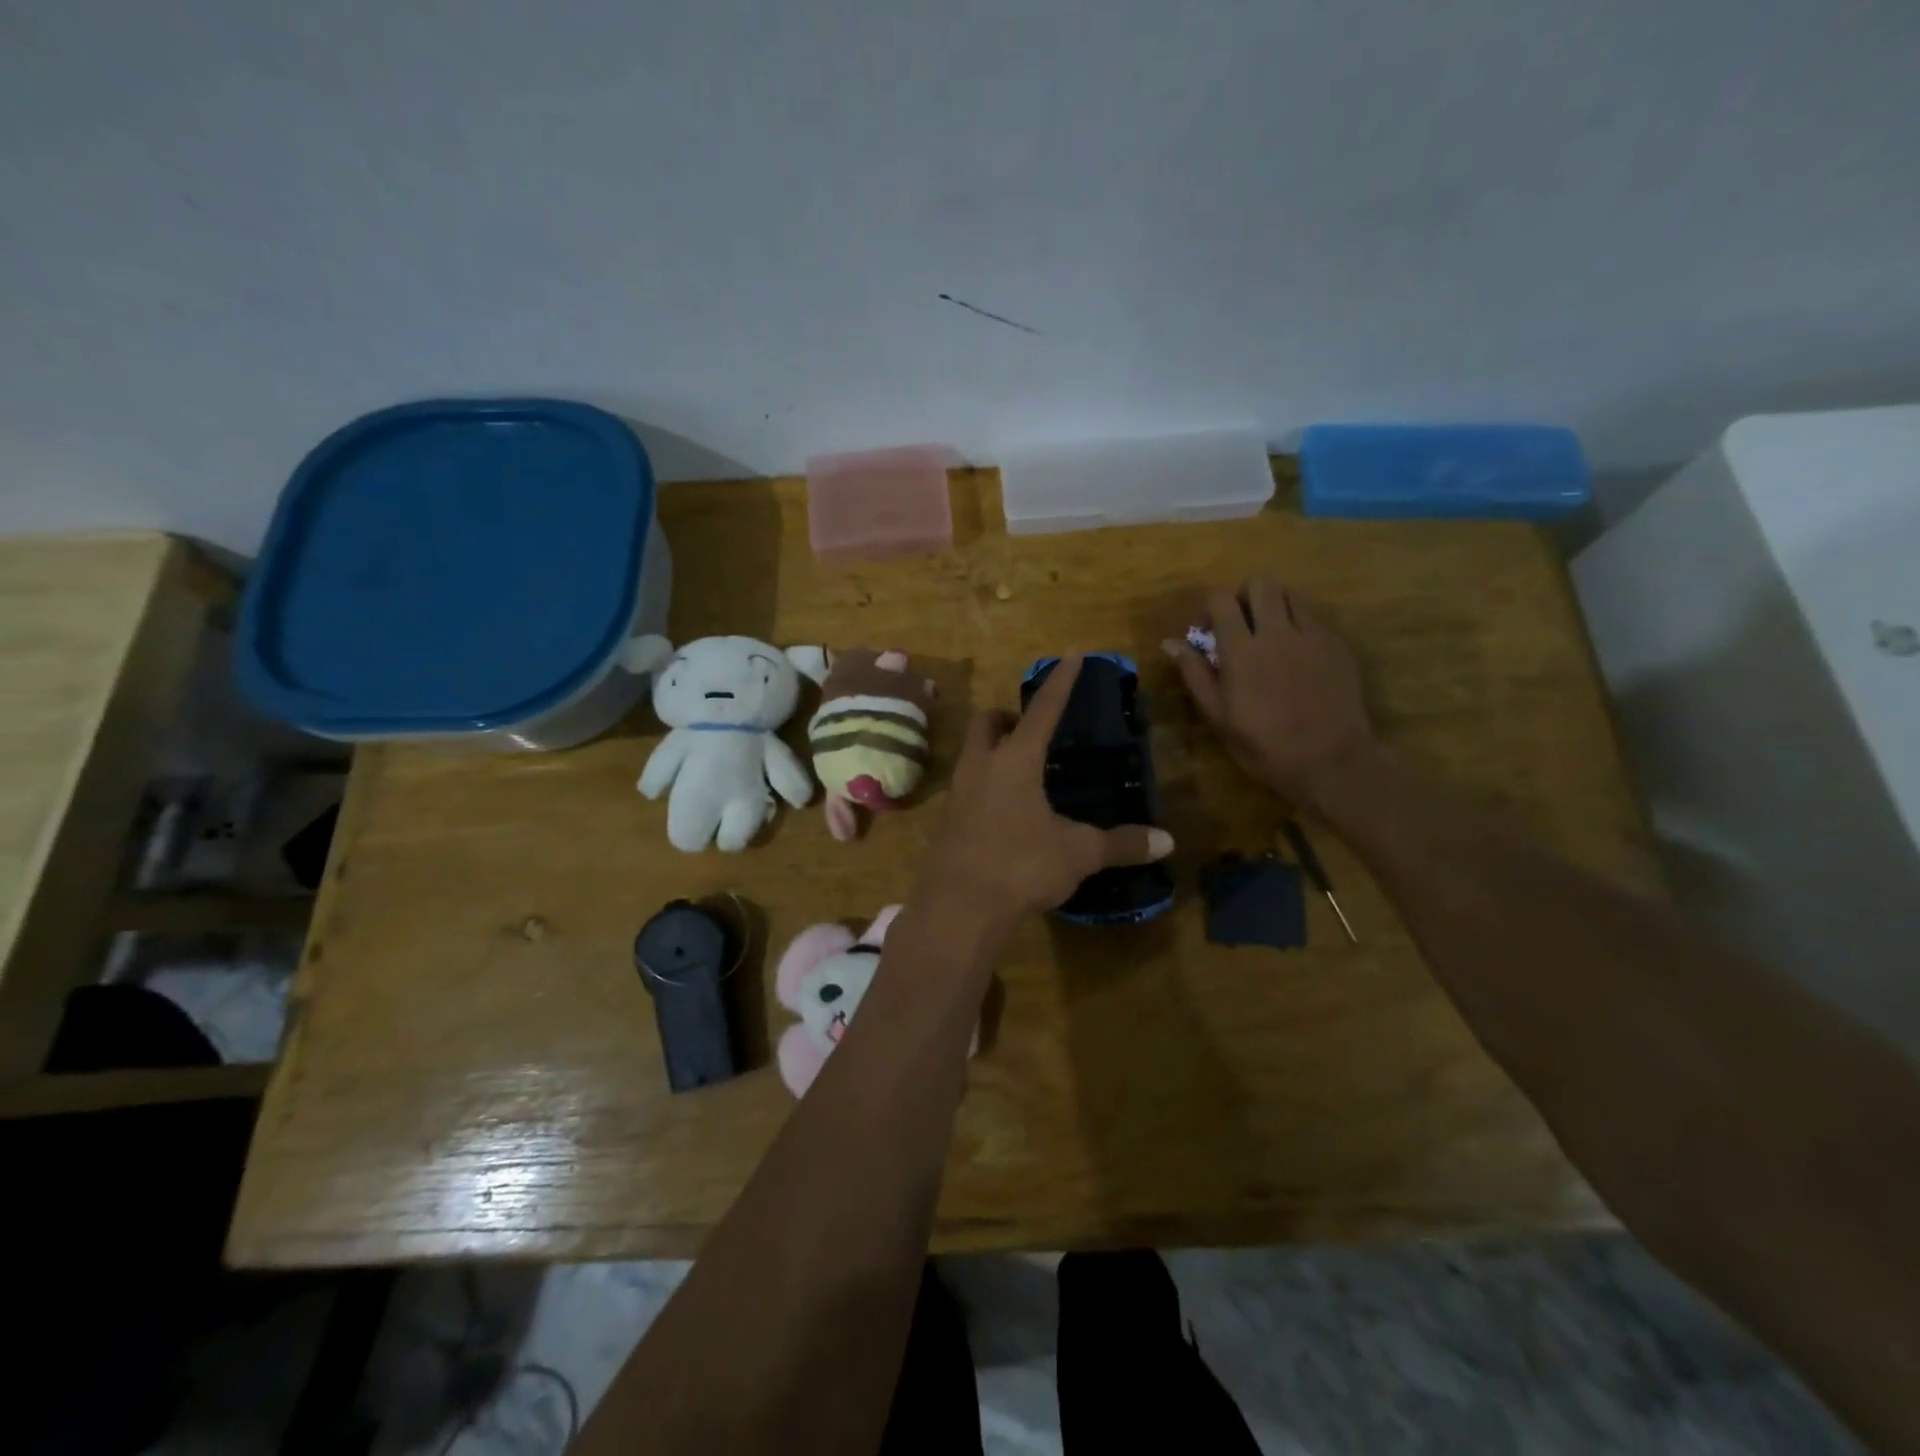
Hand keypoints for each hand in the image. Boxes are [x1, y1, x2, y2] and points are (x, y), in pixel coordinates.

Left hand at [913, 656, 1173, 934]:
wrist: (957, 908)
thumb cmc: (1020, 866)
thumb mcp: (1077, 853)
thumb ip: (1120, 843)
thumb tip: (1167, 841)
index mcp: (1015, 760)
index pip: (1043, 710)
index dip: (1061, 682)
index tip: (1072, 655)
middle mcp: (980, 766)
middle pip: (987, 722)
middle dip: (1008, 717)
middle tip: (1033, 732)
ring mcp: (957, 793)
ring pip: (972, 754)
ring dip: (994, 751)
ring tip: (1025, 773)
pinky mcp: (947, 821)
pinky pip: (967, 787)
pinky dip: (986, 785)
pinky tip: (1006, 813)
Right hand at [1165, 578, 1375, 803]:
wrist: (1330, 762)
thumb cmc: (1264, 745)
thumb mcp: (1218, 716)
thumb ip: (1195, 673)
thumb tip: (1170, 643)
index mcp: (1242, 650)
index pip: (1221, 599)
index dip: (1209, 608)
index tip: (1207, 632)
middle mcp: (1278, 632)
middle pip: (1260, 583)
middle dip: (1244, 597)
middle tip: (1240, 626)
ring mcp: (1313, 635)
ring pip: (1291, 594)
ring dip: (1274, 606)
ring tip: (1269, 636)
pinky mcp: (1338, 645)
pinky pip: (1314, 618)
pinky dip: (1299, 625)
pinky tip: (1296, 657)